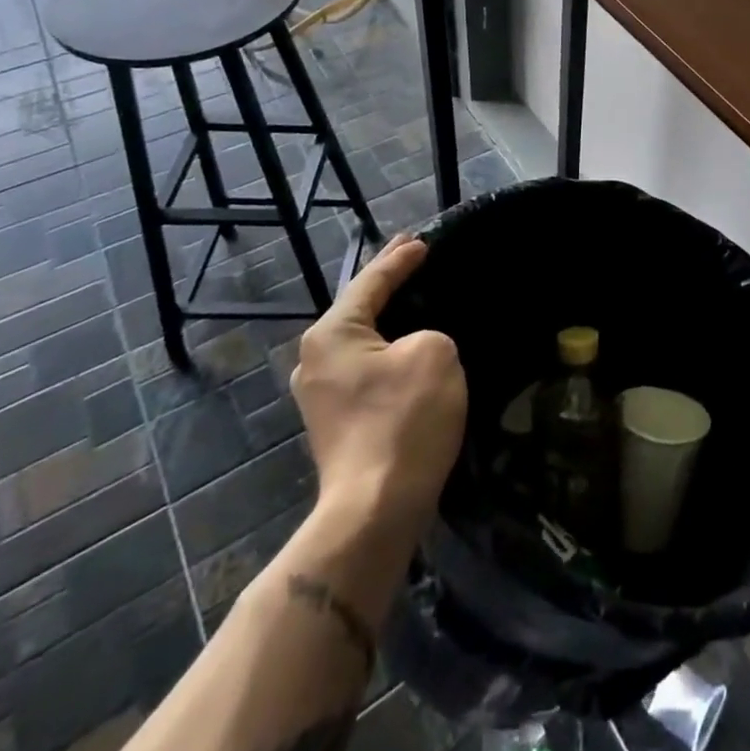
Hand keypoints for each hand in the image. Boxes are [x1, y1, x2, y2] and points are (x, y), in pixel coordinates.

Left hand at [290, 235, 466, 537]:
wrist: (376, 510)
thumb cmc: (404, 419)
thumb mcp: (435, 353)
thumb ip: (428, 334)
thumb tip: (414, 351)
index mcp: (332, 333)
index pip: (371, 281)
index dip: (400, 258)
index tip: (422, 240)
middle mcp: (314, 359)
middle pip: (358, 309)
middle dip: (387, 285)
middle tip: (413, 259)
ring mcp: (320, 396)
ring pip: (361, 343)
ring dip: (388, 323)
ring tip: (414, 302)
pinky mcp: (335, 424)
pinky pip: (365, 371)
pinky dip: (387, 354)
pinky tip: (407, 352)